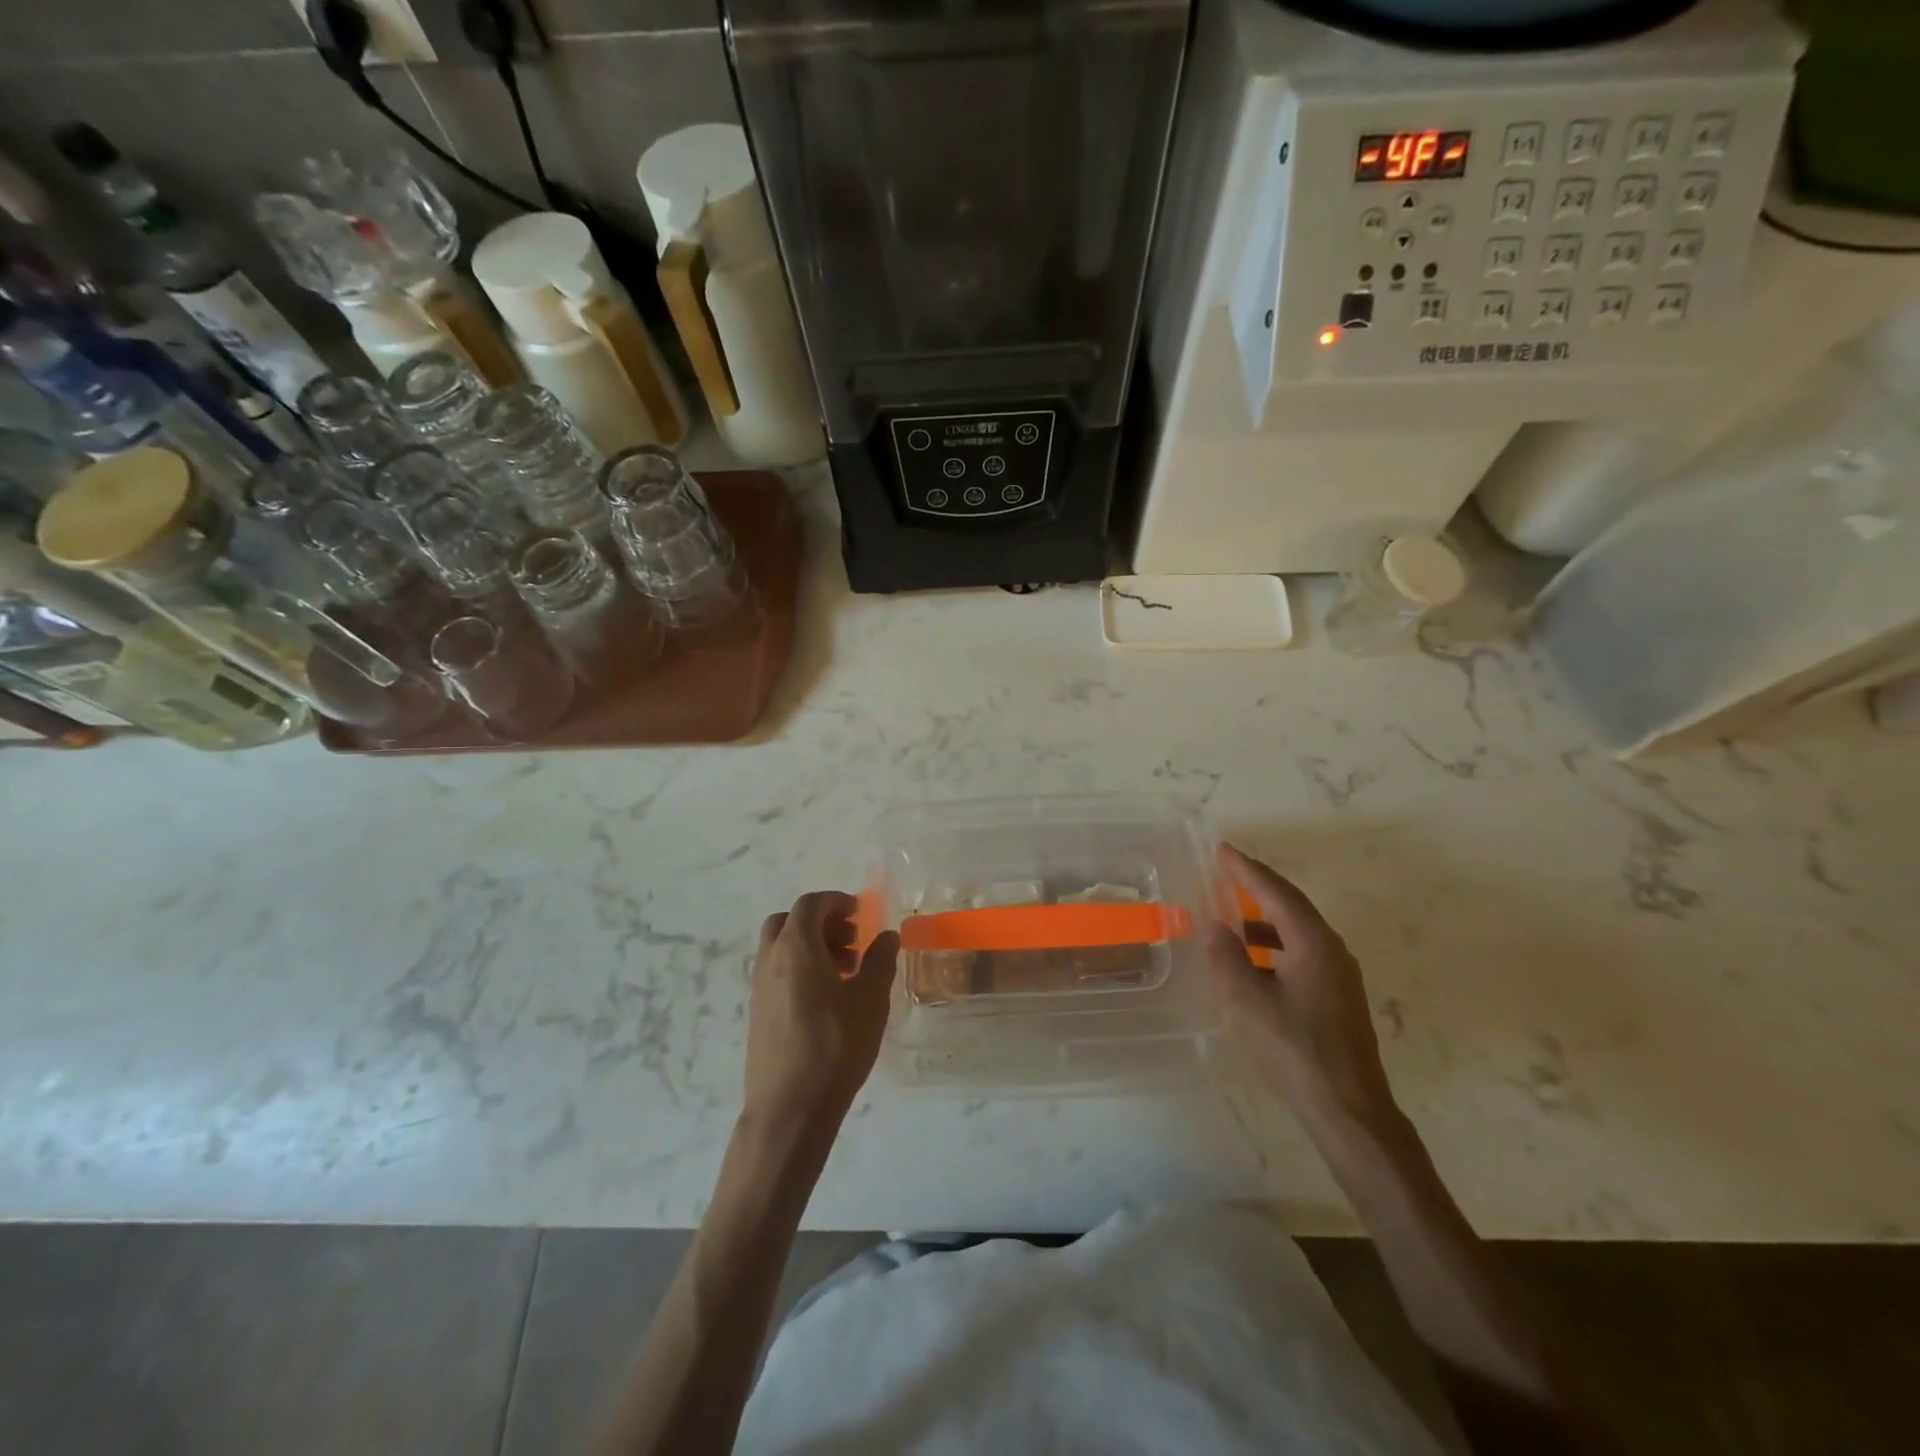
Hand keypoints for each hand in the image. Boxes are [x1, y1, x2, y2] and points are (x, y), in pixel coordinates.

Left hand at [743, 891, 898, 1141]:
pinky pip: (776, 972)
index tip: (859, 913)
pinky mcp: (757, 1013)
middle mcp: (770, 960)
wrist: (789, 1109)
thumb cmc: (834, 1047)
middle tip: (851, 940)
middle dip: (820, 922)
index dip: (836, 901)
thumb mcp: (870, 1000)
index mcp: (796, 948)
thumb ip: (880, 961)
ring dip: (810, 946)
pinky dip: (799, 969)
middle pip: (788, 921)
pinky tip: (826, 999)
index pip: (810, 905)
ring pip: (780, 948)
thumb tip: (886, 936)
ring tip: (845, 972)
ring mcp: (759, 988)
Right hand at [1206, 844, 1397, 1129]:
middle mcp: (1332, 950)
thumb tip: (1216, 925)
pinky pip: (1302, 951)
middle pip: (1292, 905)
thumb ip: (1227, 958)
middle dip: (1258, 886)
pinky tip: (1254, 960)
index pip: (1276, 893)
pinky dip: (1275, 943)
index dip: (1247, 870)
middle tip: (1227, 870)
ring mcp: (1340, 975)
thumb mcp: (1247, 1003)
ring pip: (1298, 930)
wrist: (1349, 1110)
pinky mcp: (1338, 997)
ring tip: (1233, 913)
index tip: (1223, 850)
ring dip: (1265, 917)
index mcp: (1314, 944)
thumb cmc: (1295, 1050)